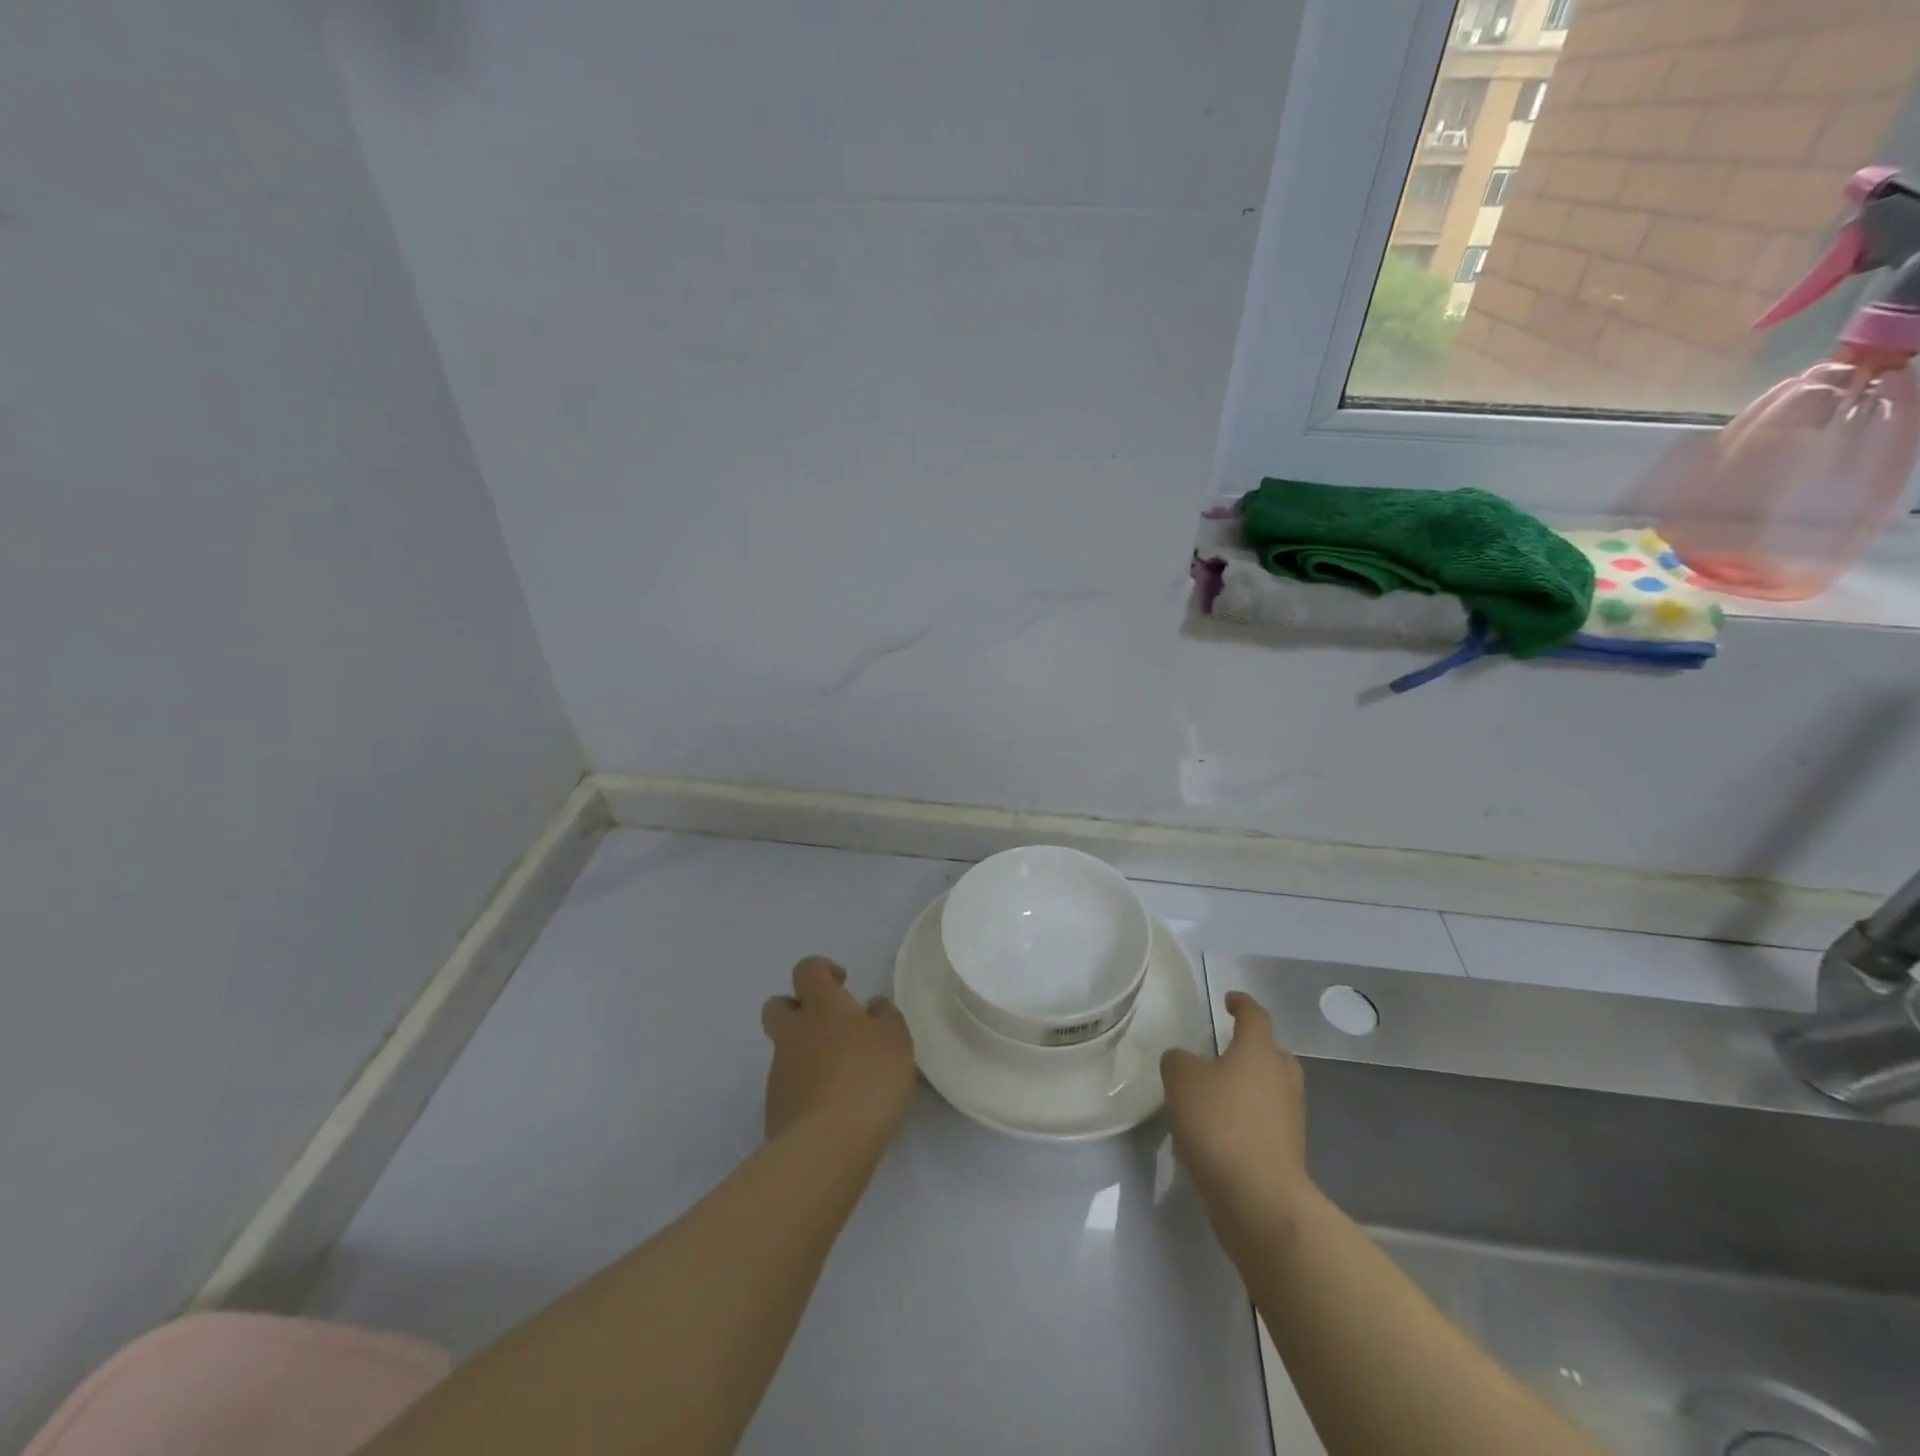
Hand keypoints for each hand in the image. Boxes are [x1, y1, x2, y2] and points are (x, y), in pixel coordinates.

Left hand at [761, 956, 916, 1143]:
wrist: (827, 1145)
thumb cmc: (868, 1078)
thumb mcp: (896, 1039)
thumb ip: (886, 1017)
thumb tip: (873, 1007)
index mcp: (821, 1006)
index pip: (808, 969)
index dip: (822, 970)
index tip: (843, 984)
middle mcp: (793, 1033)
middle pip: (778, 1005)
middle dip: (797, 1008)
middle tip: (830, 1025)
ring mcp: (779, 1072)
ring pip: (784, 1049)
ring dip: (806, 1053)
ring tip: (842, 1077)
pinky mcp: (776, 1109)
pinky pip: (789, 1086)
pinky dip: (806, 1088)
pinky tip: (832, 1108)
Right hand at [1161, 992, 1311, 1220]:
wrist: (1259, 1199)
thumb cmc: (1220, 1124)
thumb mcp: (1181, 1079)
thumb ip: (1179, 1060)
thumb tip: (1185, 1061)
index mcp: (1260, 1051)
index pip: (1255, 1016)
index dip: (1241, 1004)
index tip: (1229, 1000)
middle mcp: (1282, 1079)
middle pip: (1272, 1054)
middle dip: (1252, 1049)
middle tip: (1225, 1050)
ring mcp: (1290, 1118)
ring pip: (1270, 1090)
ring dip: (1248, 1087)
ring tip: (1215, 1094)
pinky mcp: (1287, 1153)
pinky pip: (1266, 1122)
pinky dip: (1246, 1119)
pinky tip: (1219, 1131)